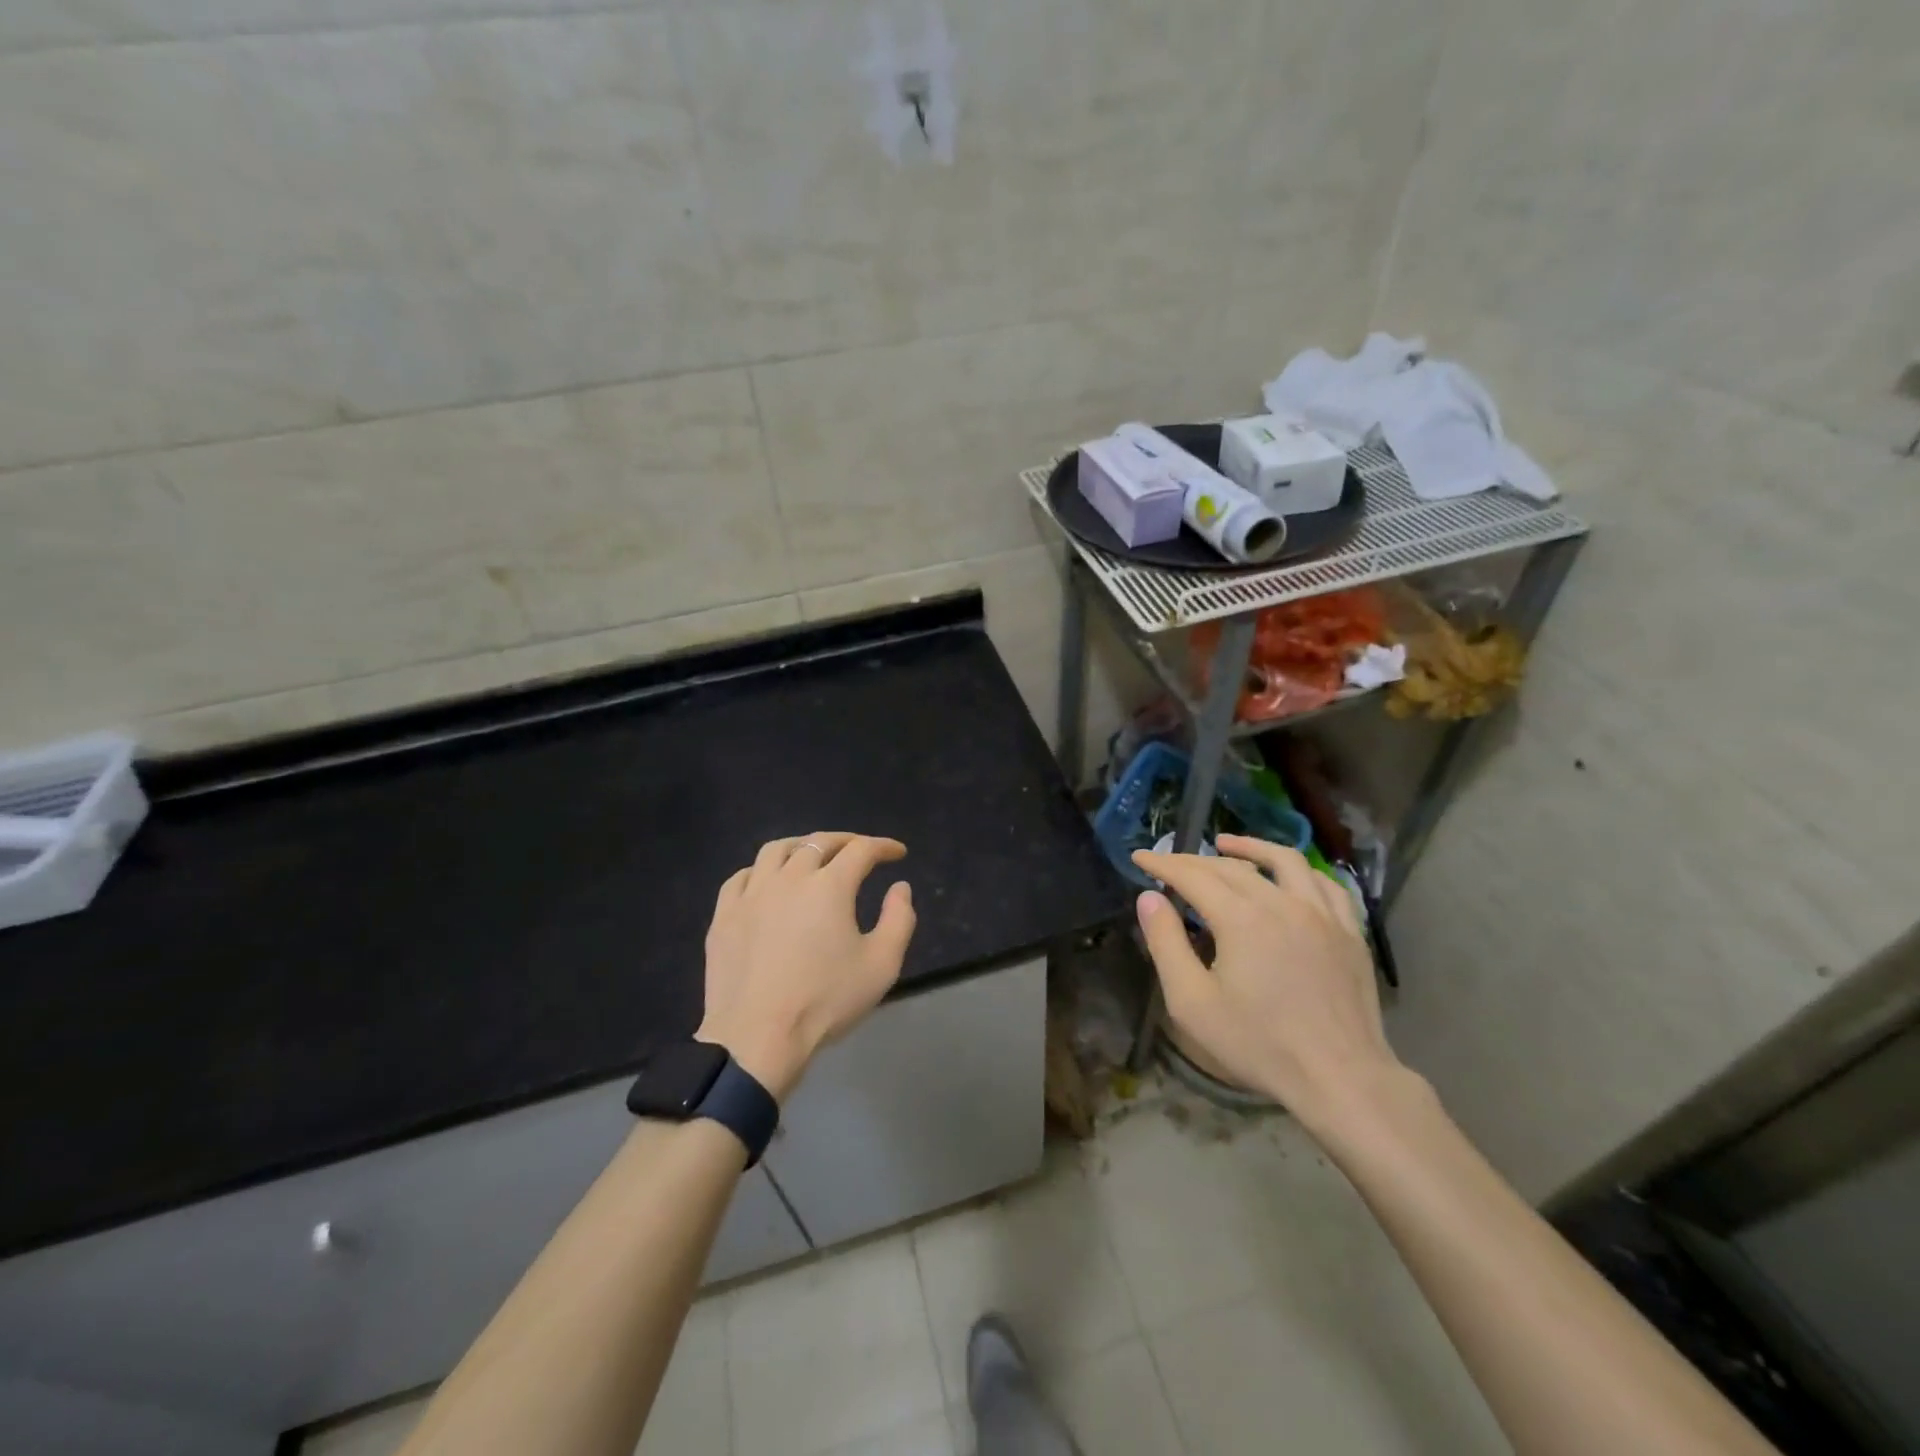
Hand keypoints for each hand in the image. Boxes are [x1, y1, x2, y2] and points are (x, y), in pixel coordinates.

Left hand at [698, 833, 916, 1100]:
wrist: (756, 1038)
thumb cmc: (825, 1001)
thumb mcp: (882, 965)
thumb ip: (899, 919)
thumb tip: (899, 888)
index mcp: (829, 886)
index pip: (861, 850)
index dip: (883, 847)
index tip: (898, 853)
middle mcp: (789, 878)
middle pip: (818, 842)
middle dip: (845, 841)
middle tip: (860, 850)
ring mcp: (751, 894)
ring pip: (776, 850)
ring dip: (801, 846)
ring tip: (812, 856)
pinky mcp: (724, 916)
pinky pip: (742, 877)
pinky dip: (762, 871)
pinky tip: (768, 883)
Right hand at [1131, 834, 1402, 1129]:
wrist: (1341, 1078)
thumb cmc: (1259, 1044)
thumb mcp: (1192, 1002)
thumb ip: (1166, 944)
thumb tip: (1149, 898)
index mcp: (1241, 918)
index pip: (1193, 876)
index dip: (1163, 863)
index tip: (1140, 857)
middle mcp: (1282, 903)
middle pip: (1232, 867)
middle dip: (1195, 860)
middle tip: (1171, 863)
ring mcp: (1322, 915)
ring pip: (1284, 862)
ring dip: (1250, 847)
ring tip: (1226, 844)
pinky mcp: (1349, 932)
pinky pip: (1324, 884)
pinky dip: (1298, 871)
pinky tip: (1287, 875)